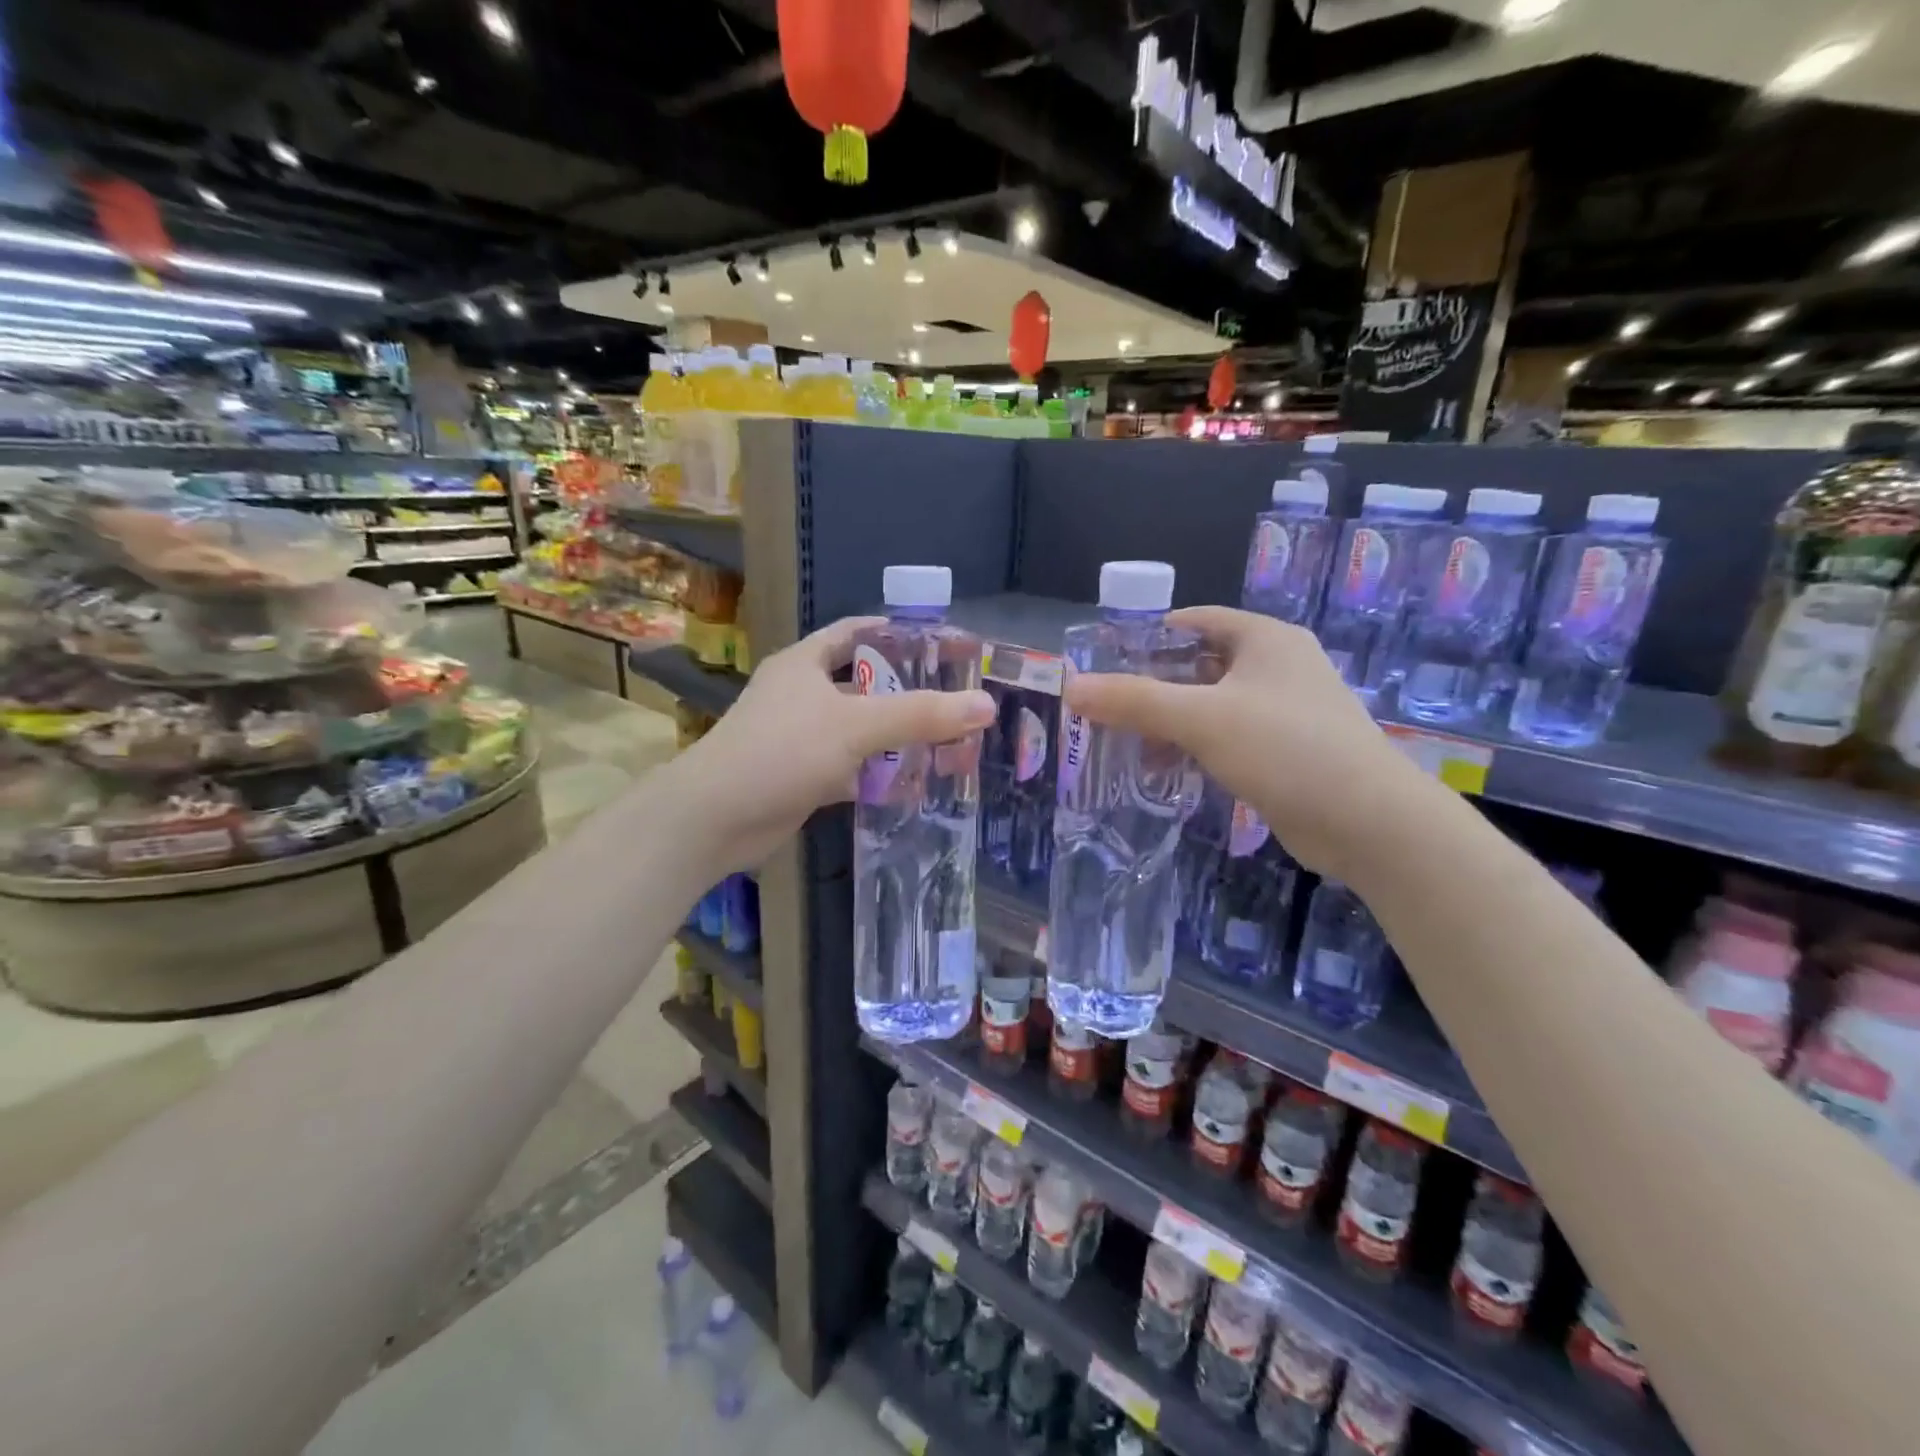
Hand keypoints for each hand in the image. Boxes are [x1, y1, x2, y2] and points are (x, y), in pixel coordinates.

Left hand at [668, 617, 996, 873]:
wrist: (714, 819)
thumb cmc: (781, 751)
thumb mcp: (856, 726)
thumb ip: (921, 715)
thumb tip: (986, 704)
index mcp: (805, 663)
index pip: (855, 632)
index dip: (895, 633)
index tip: (939, 644)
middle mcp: (801, 694)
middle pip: (863, 684)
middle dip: (905, 692)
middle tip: (955, 699)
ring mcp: (799, 738)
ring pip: (858, 730)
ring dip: (894, 737)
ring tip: (946, 740)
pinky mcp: (801, 777)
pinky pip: (849, 768)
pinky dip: (876, 775)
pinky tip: (912, 783)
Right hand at [1064, 607, 1440, 878]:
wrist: (1368, 822)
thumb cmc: (1285, 748)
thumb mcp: (1201, 718)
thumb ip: (1134, 701)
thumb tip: (1072, 688)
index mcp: (1264, 639)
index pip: (1195, 621)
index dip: (1148, 635)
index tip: (1106, 660)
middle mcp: (1276, 667)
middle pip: (1199, 665)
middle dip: (1152, 686)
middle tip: (1106, 706)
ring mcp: (1284, 711)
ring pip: (1211, 705)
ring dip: (1170, 722)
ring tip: (1125, 743)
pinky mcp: (1286, 751)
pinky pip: (1227, 738)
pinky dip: (1194, 747)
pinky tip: (1164, 770)